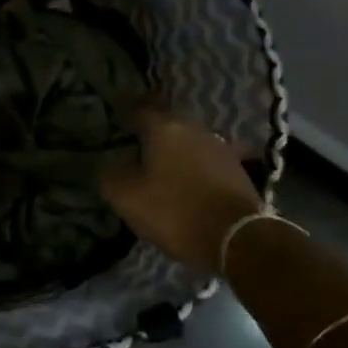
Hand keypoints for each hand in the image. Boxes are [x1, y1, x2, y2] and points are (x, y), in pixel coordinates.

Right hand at [102, 108, 261, 275]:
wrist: (239, 238)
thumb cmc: (177, 212)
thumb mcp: (129, 199)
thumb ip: (111, 177)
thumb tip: (108, 167)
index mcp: (164, 128)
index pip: (138, 109)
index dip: (124, 112)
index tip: (113, 115)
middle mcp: (193, 128)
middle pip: (166, 123)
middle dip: (150, 130)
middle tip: (134, 141)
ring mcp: (219, 146)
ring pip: (188, 140)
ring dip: (174, 148)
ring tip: (160, 162)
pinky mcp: (236, 168)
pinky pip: (205, 159)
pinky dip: (193, 165)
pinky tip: (187, 177)